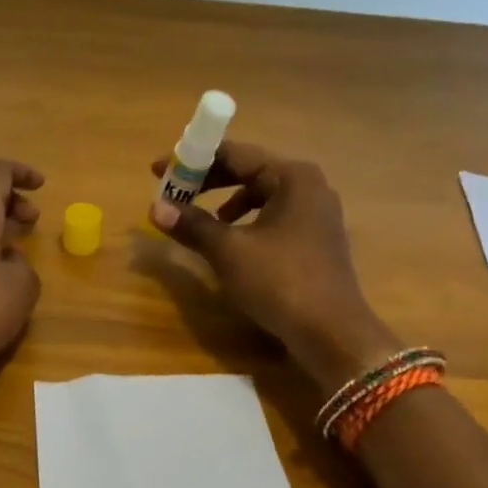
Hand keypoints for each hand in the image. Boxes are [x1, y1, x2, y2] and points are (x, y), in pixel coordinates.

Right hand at [148, 142, 397, 389]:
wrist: (332, 334)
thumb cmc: (280, 282)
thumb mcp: (229, 251)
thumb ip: (192, 225)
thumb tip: (155, 207)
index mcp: (292, 176)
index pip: (234, 154)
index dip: (192, 160)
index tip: (159, 169)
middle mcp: (309, 186)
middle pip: (249, 172)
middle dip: (208, 182)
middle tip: (174, 192)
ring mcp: (317, 214)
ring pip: (261, 196)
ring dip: (226, 202)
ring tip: (201, 220)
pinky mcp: (316, 240)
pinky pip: (273, 217)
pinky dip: (247, 222)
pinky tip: (232, 244)